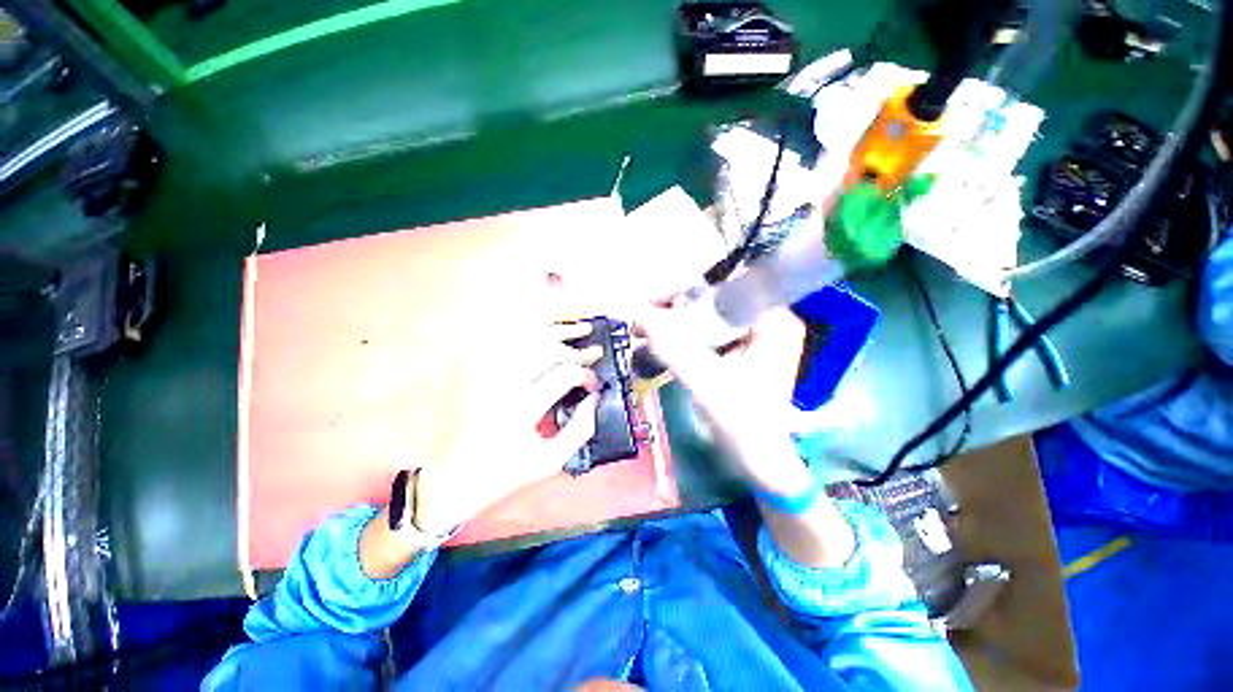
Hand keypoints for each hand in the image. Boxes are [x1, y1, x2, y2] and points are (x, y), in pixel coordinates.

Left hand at [411, 320, 602, 534]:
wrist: (456, 475)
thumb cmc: (507, 471)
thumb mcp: (550, 461)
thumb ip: (580, 429)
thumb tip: (596, 398)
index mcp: (522, 408)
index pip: (564, 374)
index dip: (587, 374)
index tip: (596, 384)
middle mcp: (504, 382)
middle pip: (548, 348)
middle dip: (578, 349)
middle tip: (597, 350)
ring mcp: (489, 371)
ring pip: (530, 336)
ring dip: (559, 330)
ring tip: (582, 326)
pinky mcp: (482, 368)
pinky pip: (512, 339)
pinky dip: (535, 329)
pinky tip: (551, 327)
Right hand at [636, 305, 810, 495]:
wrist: (761, 460)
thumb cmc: (743, 424)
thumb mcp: (705, 383)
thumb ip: (672, 348)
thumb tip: (637, 315)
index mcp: (774, 321)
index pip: (729, 284)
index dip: (690, 287)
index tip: (657, 300)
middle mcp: (770, 321)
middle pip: (718, 297)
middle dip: (679, 304)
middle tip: (646, 314)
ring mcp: (758, 335)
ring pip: (713, 313)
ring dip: (680, 318)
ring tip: (647, 327)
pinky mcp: (746, 349)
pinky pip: (713, 330)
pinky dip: (688, 332)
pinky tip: (664, 340)